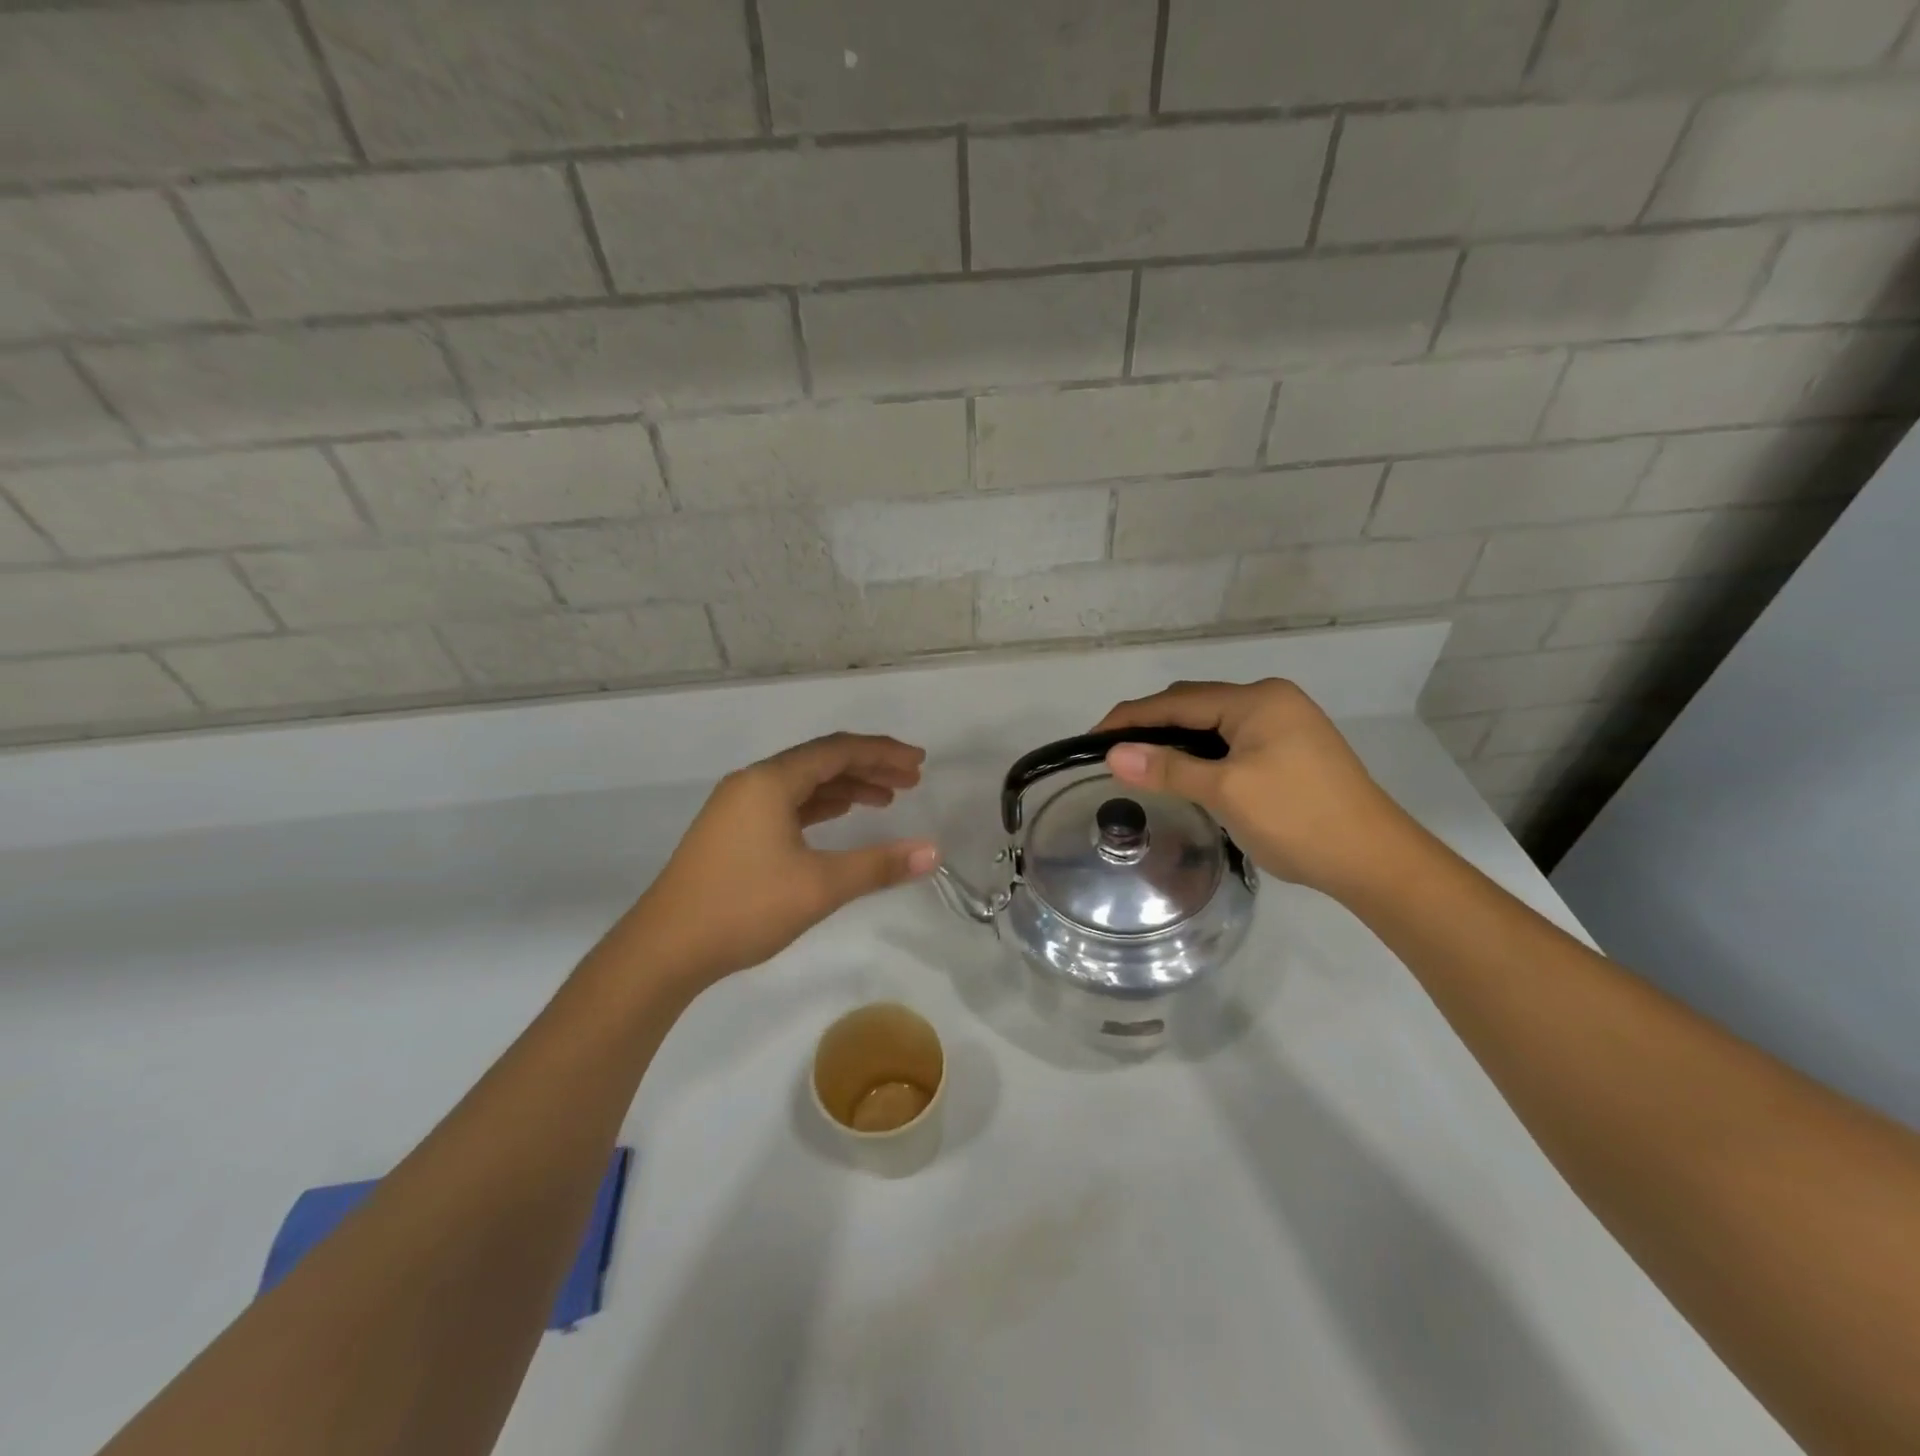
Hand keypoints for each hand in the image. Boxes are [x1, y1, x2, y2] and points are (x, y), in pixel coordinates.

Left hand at [628, 733, 939, 984]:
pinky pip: (786, 804)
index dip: (883, 753)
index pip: (837, 751)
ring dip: (845, 787)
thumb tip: (932, 852)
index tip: (919, 764)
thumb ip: (878, 865)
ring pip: (802, 784)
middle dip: (869, 768)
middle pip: (820, 761)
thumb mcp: (819, 886)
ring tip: (885, 801)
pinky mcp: (731, 831)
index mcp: (770, 781)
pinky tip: (839, 817)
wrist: (664, 949)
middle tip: (911, 782)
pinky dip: (819, 806)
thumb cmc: (743, 907)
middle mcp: (752, 783)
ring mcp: (737, 807)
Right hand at [1094, 679, 1409, 896]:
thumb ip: (1168, 768)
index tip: (1091, 739)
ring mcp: (1285, 724)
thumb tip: (1113, 754)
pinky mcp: (1291, 749)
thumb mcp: (1226, 792)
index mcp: (1257, 700)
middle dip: (1152, 725)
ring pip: (1213, 723)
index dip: (1130, 718)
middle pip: (1195, 704)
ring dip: (1177, 740)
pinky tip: (1187, 772)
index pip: (1177, 701)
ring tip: (1142, 764)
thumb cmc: (1298, 820)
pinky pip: (1232, 740)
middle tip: (1114, 755)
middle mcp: (1271, 700)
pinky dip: (1202, 752)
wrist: (1375, 861)